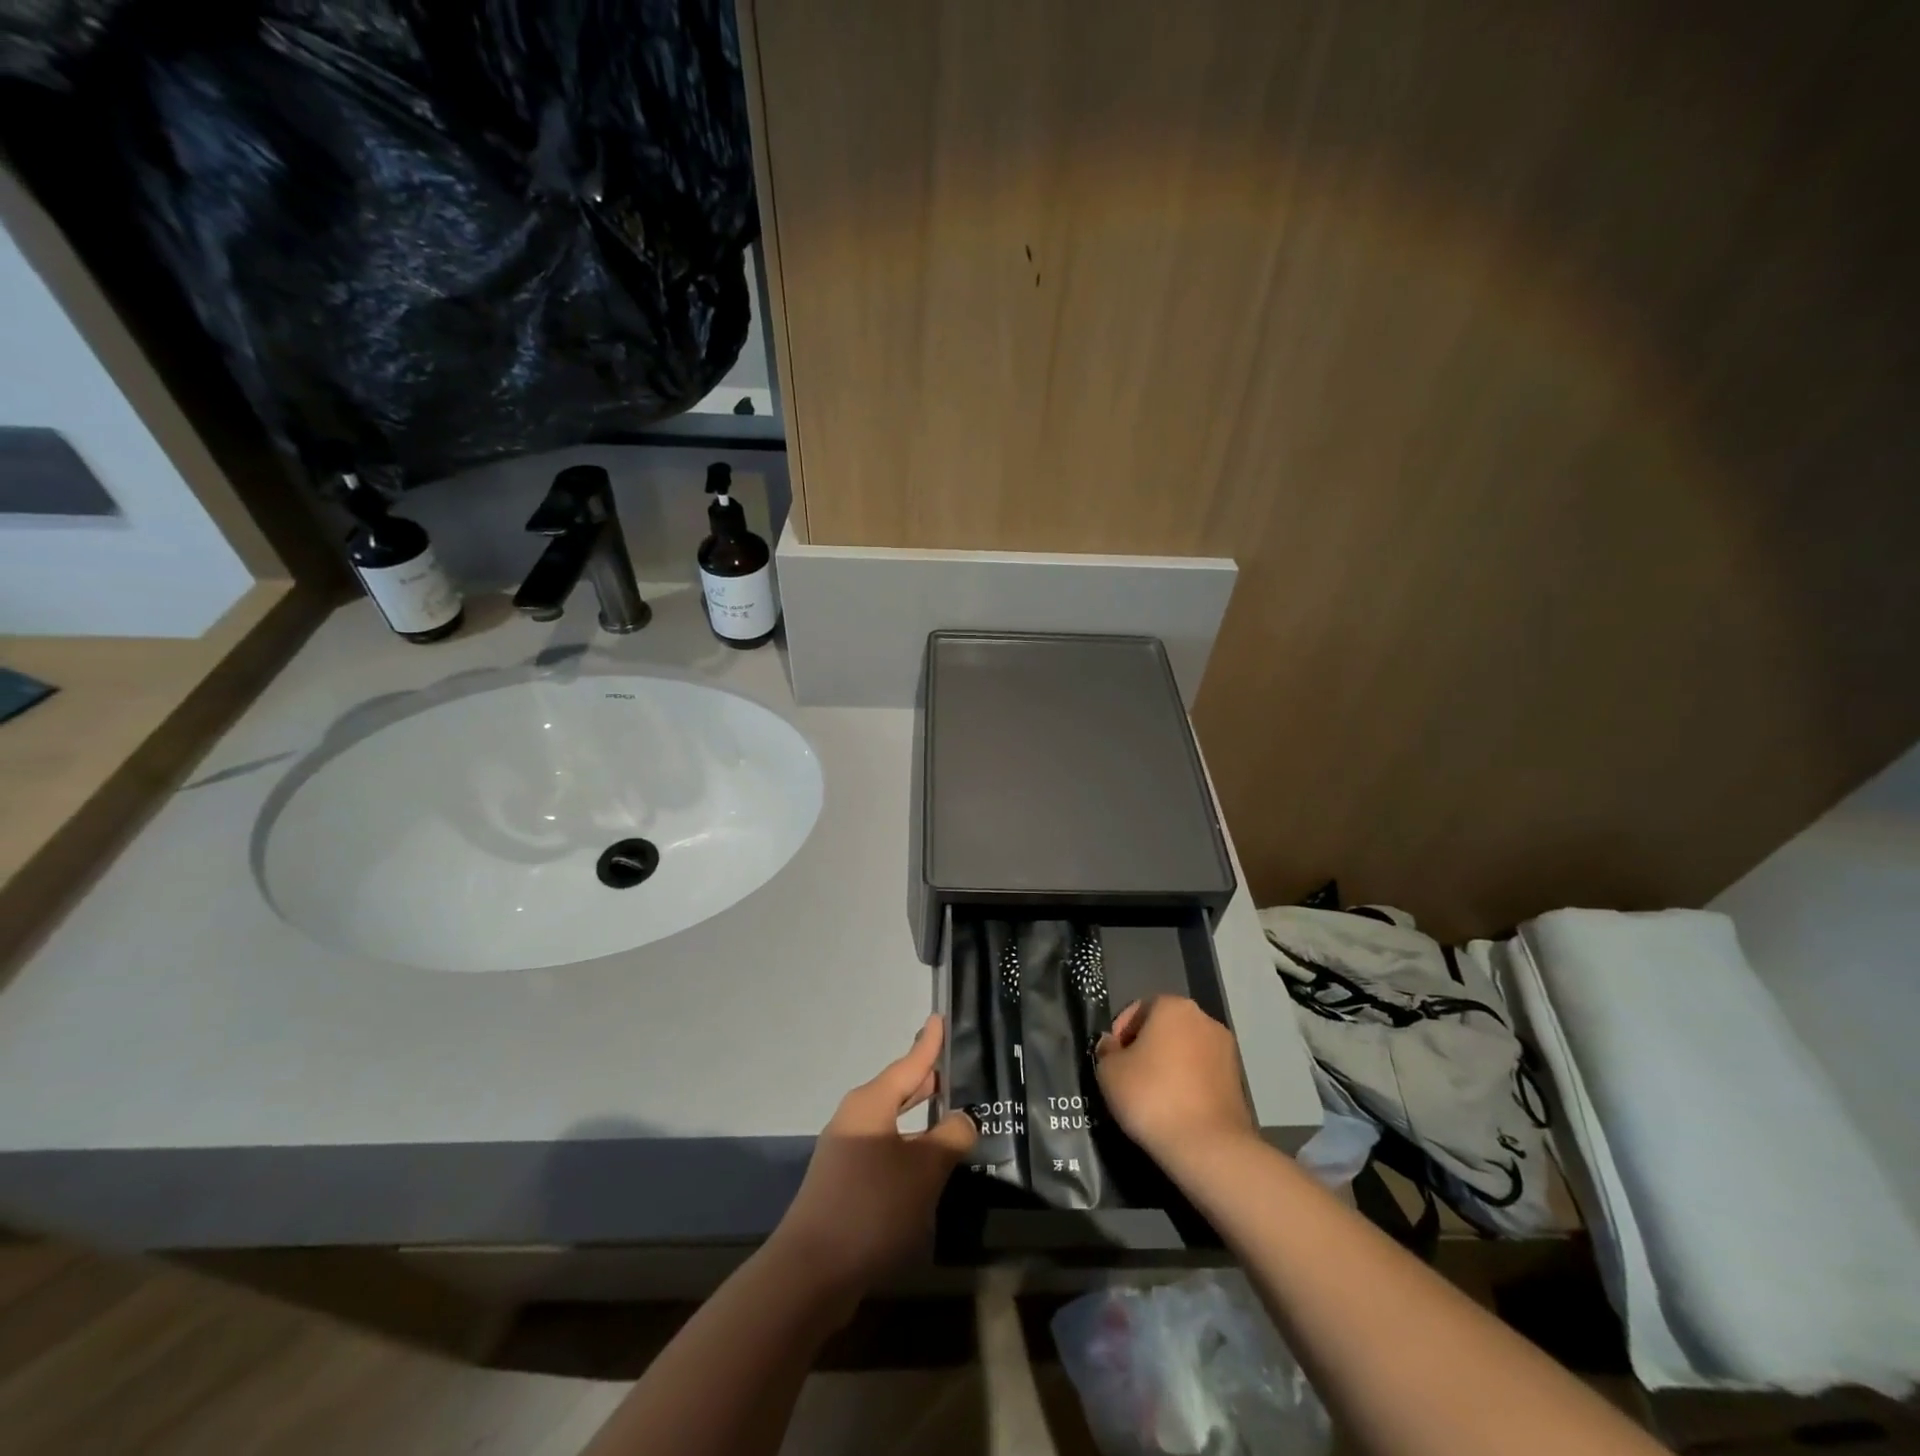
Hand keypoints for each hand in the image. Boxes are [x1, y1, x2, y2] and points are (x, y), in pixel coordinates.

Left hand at [770, 1015, 975, 1308]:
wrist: (810, 1273)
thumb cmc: (871, 1206)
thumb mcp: (923, 1171)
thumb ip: (950, 1139)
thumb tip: (963, 1119)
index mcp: (871, 1104)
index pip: (909, 1063)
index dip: (929, 1043)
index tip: (940, 1017)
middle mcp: (856, 1119)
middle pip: (898, 1090)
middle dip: (927, 1081)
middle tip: (958, 1069)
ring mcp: (846, 1152)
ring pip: (892, 1122)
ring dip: (920, 1119)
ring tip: (950, 1115)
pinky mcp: (844, 1183)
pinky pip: (884, 1149)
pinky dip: (908, 1147)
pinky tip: (926, 1165)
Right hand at [1094, 996, 1256, 1168]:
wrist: (1209, 1147)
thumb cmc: (1152, 1096)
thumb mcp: (1109, 1072)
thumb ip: (1106, 1051)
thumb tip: (1112, 1046)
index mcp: (1173, 1006)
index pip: (1137, 1010)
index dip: (1120, 1034)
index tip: (1112, 1061)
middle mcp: (1204, 1019)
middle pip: (1164, 1028)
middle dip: (1146, 1048)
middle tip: (1128, 1077)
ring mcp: (1226, 1050)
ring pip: (1185, 1051)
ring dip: (1168, 1066)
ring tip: (1152, 1097)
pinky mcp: (1238, 1081)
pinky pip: (1202, 1074)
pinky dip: (1187, 1084)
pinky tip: (1175, 1109)